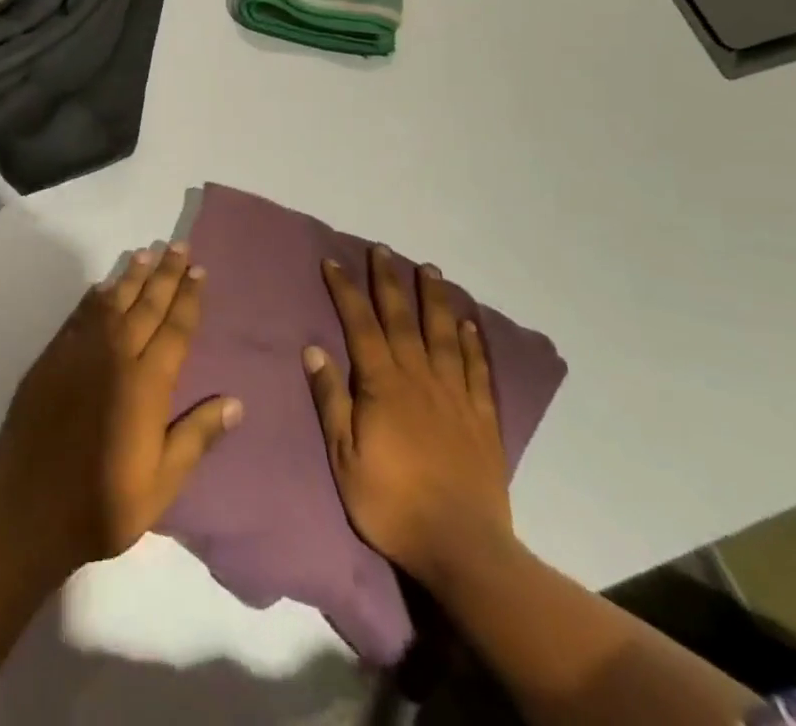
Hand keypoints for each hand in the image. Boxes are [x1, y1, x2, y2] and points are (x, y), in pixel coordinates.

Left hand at [0, 241, 243, 571]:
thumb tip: (235, 403)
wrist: (29, 509)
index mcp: (146, 383)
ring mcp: (80, 353)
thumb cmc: (104, 503)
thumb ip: (196, 437)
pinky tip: (103, 287)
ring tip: (146, 253)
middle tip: (178, 246)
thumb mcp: (162, 483)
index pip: (175, 328)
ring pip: (112, 302)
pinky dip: (94, 297)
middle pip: (146, 304)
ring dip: (131, 276)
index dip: (189, 298)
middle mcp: (115, 356)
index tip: (199, 271)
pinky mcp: (52, 358)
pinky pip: (80, 315)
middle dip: (166, 274)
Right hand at [304, 246, 514, 588]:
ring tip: (429, 269)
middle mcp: (420, 378)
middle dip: (389, 281)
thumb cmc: (392, 502)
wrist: (462, 547)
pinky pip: (477, 369)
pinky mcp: (482, 417)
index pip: (360, 325)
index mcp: (383, 385)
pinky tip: (468, 323)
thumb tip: (313, 348)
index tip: (333, 262)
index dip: (346, 291)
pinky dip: (472, 342)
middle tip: (382, 249)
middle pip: (402, 318)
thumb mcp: (344, 456)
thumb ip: (331, 399)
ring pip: (443, 334)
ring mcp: (455, 395)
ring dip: (434, 298)